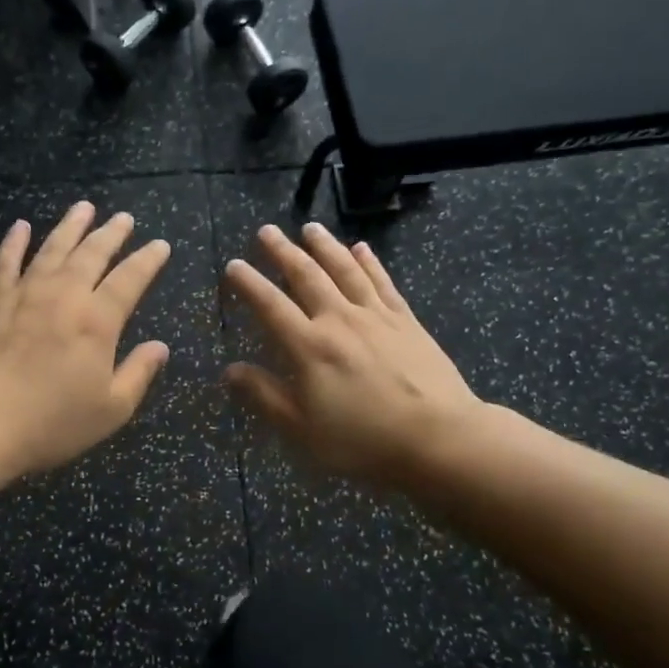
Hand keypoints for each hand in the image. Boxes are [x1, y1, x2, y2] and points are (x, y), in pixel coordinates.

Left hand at [0, 203, 171, 477]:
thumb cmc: (52, 423)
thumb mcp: (110, 409)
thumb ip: (138, 374)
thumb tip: (160, 347)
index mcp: (97, 322)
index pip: (130, 279)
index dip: (147, 260)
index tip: (160, 244)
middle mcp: (64, 297)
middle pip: (92, 254)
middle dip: (111, 233)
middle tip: (124, 217)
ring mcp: (25, 296)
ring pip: (52, 249)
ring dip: (70, 226)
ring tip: (84, 207)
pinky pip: (6, 263)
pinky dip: (14, 242)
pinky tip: (21, 226)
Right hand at [224, 223, 484, 490]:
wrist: (438, 438)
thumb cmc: (363, 440)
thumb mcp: (302, 429)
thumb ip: (264, 395)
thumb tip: (230, 370)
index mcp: (309, 346)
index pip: (271, 306)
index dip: (250, 284)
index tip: (233, 265)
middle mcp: (339, 320)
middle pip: (307, 276)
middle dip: (283, 252)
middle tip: (267, 231)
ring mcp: (376, 316)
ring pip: (345, 270)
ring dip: (325, 246)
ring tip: (310, 227)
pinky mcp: (406, 320)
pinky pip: (383, 282)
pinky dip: (370, 262)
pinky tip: (361, 248)